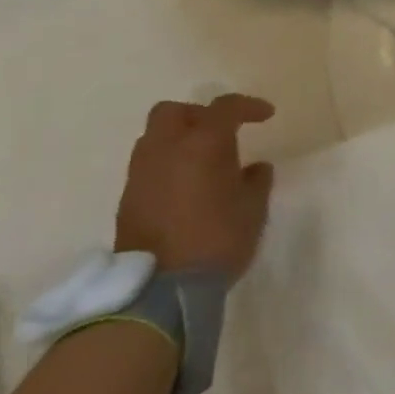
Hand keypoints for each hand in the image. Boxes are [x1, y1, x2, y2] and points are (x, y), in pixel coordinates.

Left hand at [114, 95, 276, 280]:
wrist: (162, 287)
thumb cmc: (218, 239)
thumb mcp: (253, 209)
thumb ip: (256, 181)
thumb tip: (254, 168)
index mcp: (201, 145)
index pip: (224, 108)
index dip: (248, 106)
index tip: (266, 115)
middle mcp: (165, 149)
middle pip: (173, 112)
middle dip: (199, 115)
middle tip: (223, 132)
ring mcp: (141, 173)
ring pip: (154, 137)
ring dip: (179, 139)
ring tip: (204, 160)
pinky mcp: (128, 197)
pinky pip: (149, 165)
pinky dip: (168, 163)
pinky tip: (187, 186)